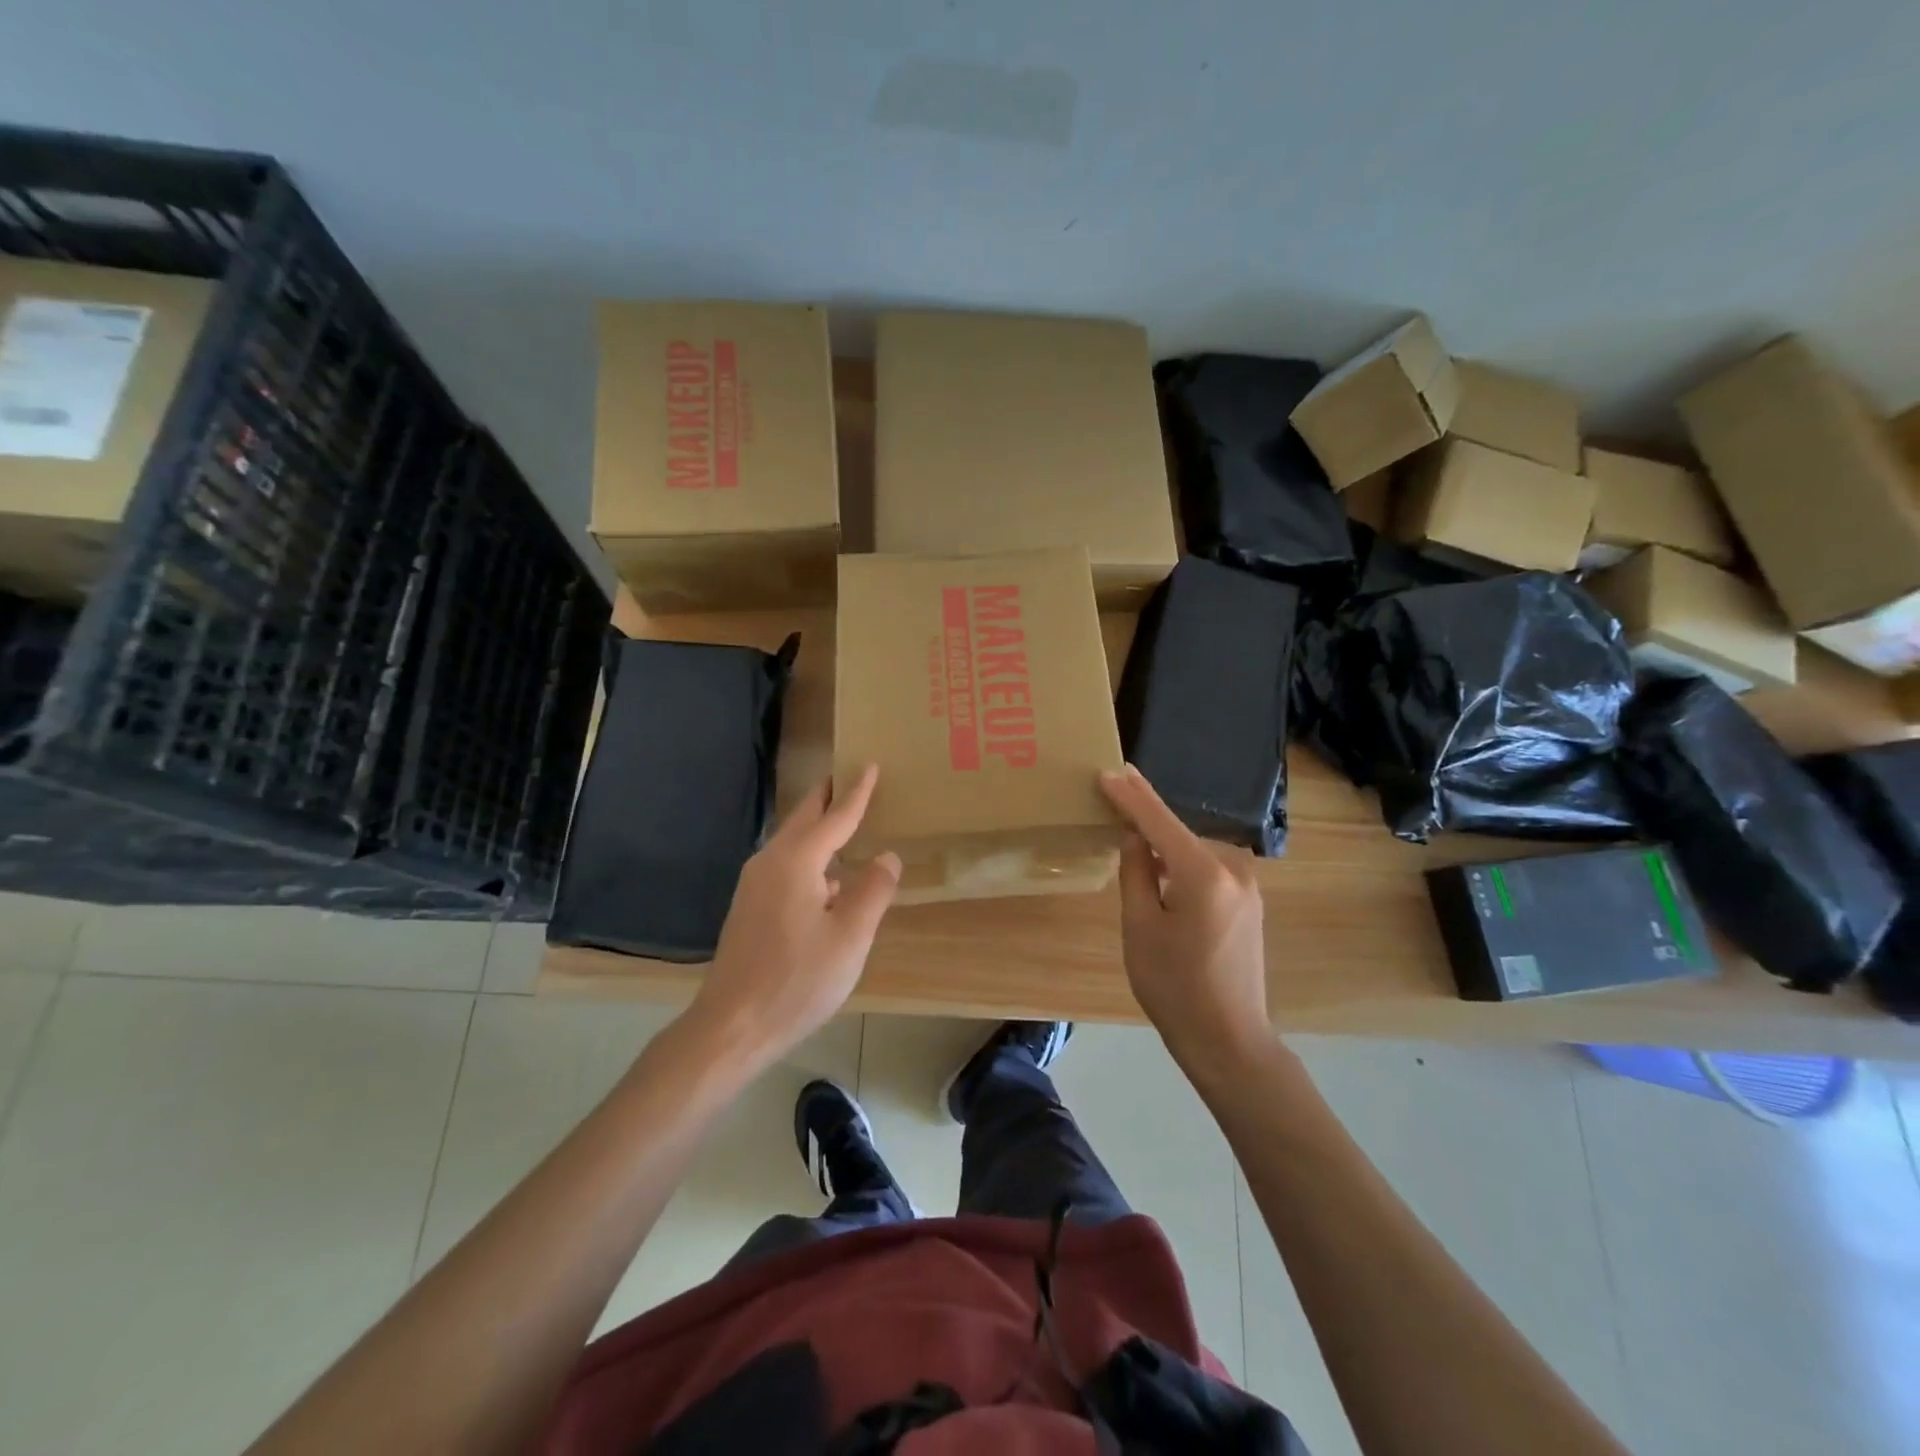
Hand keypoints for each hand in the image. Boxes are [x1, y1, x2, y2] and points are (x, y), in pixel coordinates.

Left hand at [682, 765, 899, 1069]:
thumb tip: (887, 856)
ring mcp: (754, 885)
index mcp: (797, 862)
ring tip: (844, 820)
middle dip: (827, 797)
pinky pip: (785, 864)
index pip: (835, 817)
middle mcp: (770, 862)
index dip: (856, 792)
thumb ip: (873, 891)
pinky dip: (809, 854)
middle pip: (804, 819)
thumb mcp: (850, 937)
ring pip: (792, 842)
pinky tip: (826, 876)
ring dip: (817, 827)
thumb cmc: (797, 980)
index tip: (868, 764)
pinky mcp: (749, 907)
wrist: (732, 1026)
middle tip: (849, 777)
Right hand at [1099, 765, 1270, 1073]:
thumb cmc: (1174, 987)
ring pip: (1193, 850)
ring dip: (1165, 845)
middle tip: (1113, 800)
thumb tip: (1136, 836)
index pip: (1159, 821)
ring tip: (1131, 840)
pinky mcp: (1250, 901)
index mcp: (1204, 873)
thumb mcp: (1140, 927)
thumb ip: (1136, 871)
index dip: (1131, 796)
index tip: (1108, 771)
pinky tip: (1162, 872)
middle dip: (1147, 820)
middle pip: (1179, 833)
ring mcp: (1248, 885)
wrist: (1228, 1040)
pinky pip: (1208, 868)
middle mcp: (1234, 868)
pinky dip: (1183, 863)